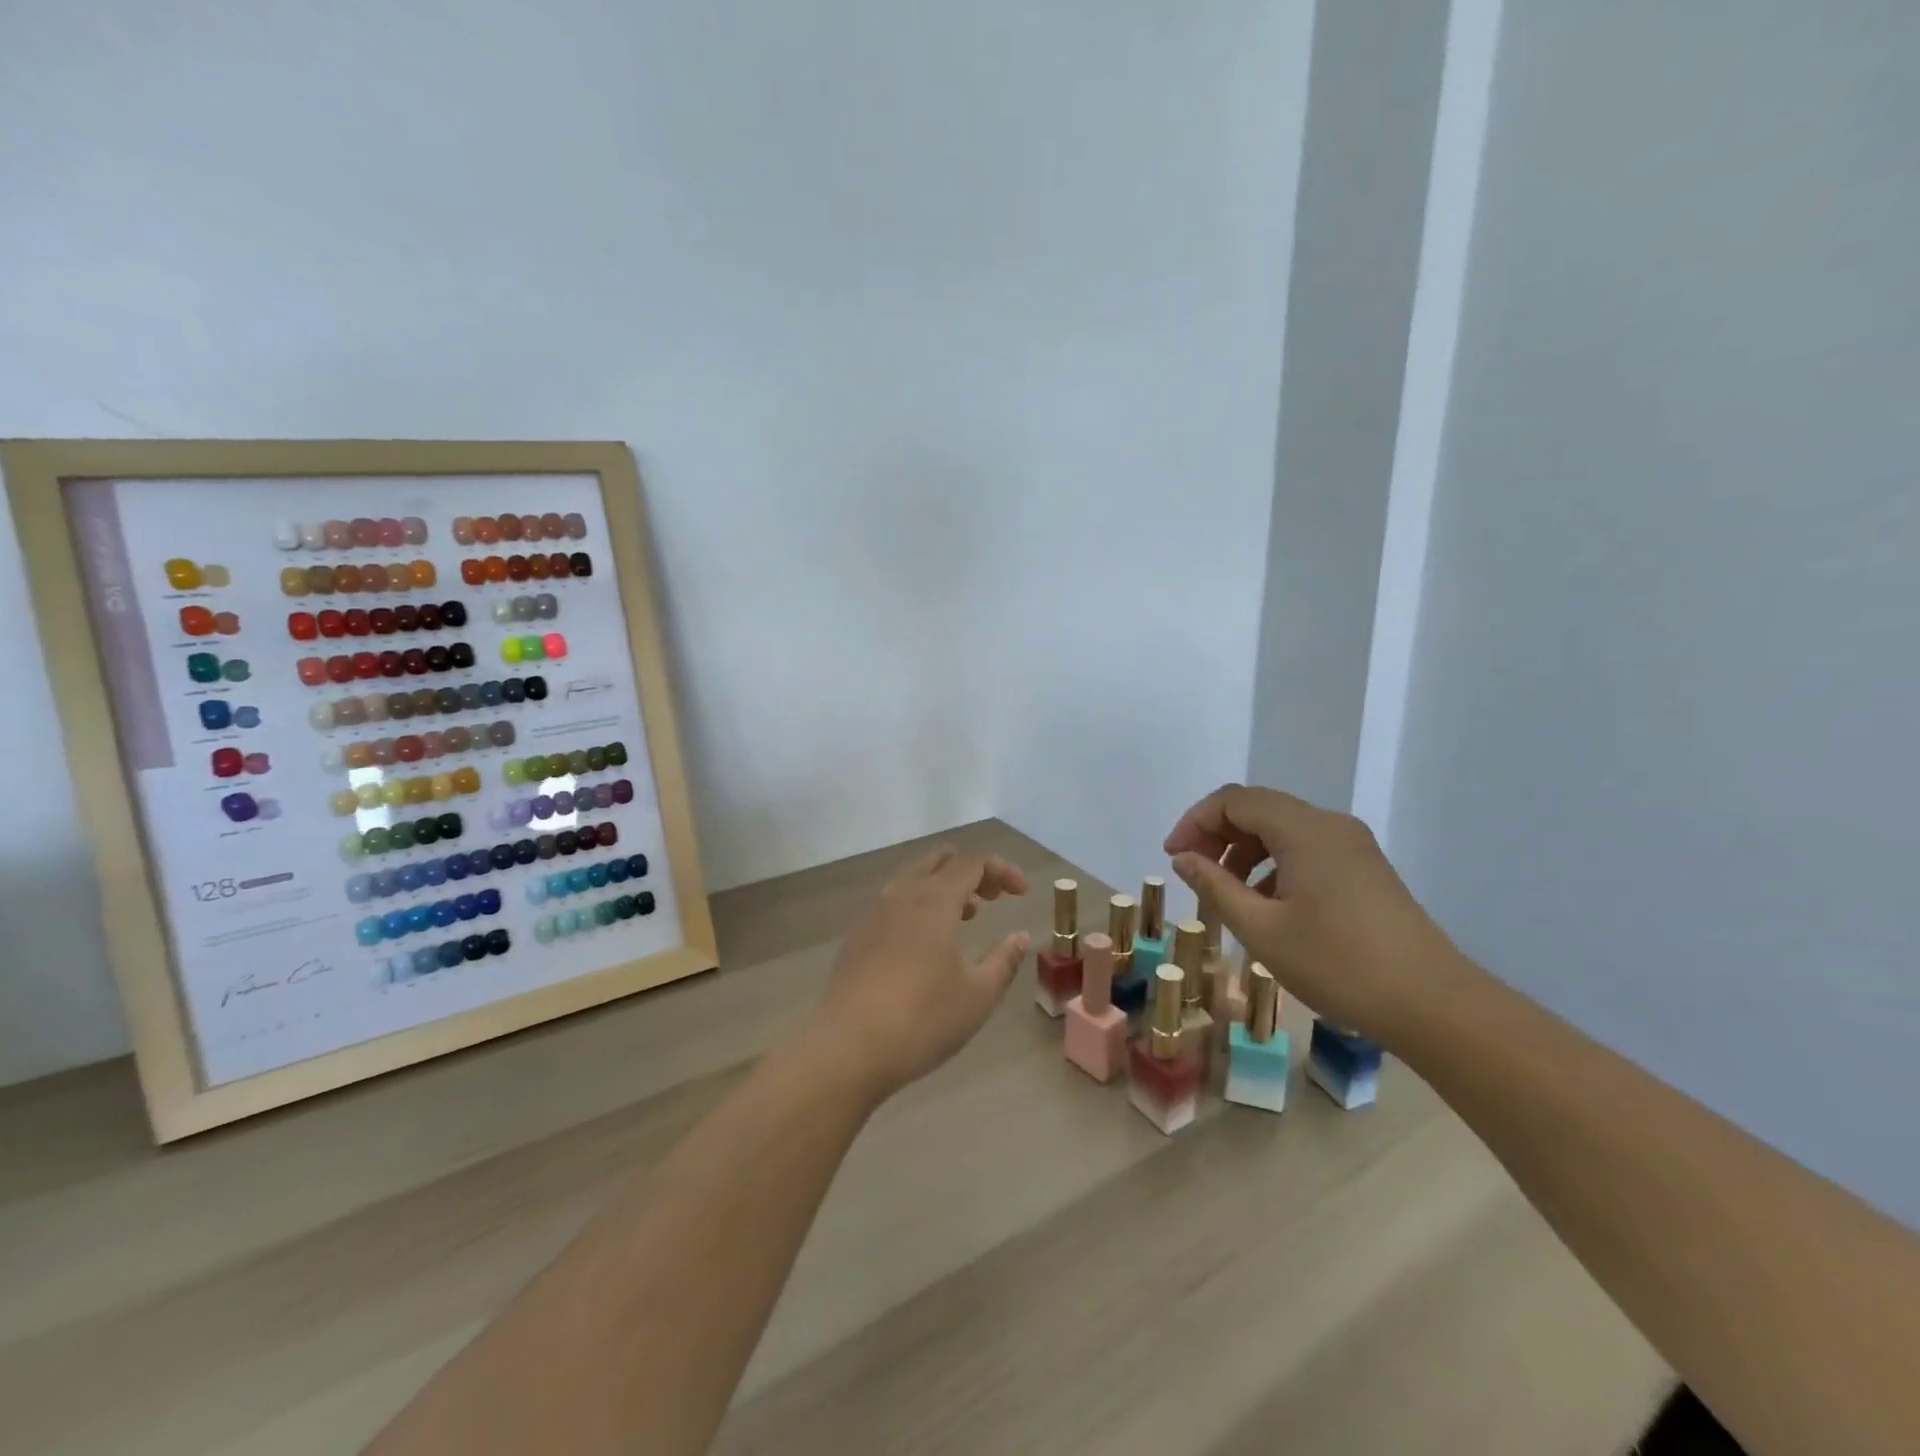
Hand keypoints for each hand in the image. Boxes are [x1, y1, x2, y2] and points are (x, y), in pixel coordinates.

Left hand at [803, 846, 1029, 1102]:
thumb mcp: (978, 995)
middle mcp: (901, 893)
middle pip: (940, 859)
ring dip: (944, 885)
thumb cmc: (922, 1019)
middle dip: (972, 870)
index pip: (973, 862)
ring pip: (913, 876)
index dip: (1002, 869)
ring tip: (966, 916)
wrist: (848, 1049)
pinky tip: (927, 939)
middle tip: (994, 897)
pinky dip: (919, 901)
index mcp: (933, 899)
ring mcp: (873, 911)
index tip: (1022, 893)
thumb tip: (1020, 936)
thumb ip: (1004, 960)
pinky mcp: (857, 934)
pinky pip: (894, 898)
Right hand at [1164, 784, 1464, 1042]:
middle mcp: (1330, 825)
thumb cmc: (1338, 965)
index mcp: (1304, 830)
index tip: (1172, 858)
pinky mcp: (1365, 869)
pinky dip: (1274, 865)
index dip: (1195, 822)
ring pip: (1283, 830)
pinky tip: (1266, 905)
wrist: (1433, 1005)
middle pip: (1259, 809)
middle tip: (1193, 873)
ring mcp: (1353, 846)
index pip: (1234, 800)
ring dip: (1245, 851)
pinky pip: (1306, 849)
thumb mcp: (1261, 929)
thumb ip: (1215, 886)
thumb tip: (1183, 858)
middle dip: (1218, 835)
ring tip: (1226, 894)